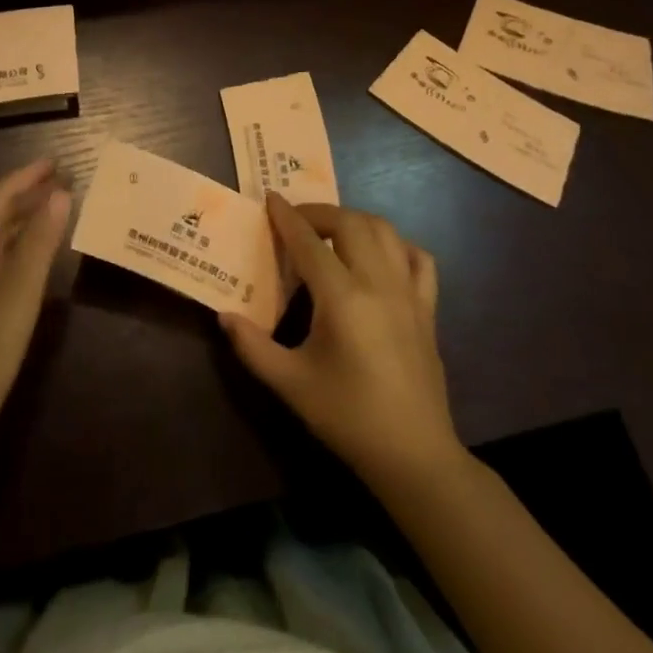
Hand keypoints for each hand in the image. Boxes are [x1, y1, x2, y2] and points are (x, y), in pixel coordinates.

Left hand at [0, 159, 71, 454]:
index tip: (58, 161)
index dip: (27, 177)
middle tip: (65, 181)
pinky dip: (18, 245)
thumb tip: (61, 195)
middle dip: (28, 194)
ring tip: (57, 206)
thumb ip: (39, 242)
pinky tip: (36, 251)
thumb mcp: (18, 293)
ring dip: (23, 219)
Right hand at [220, 196, 459, 487]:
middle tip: (295, 221)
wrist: (413, 454)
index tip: (270, 198)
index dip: (287, 217)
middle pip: (351, 223)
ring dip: (355, 221)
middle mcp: (379, 283)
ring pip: (386, 232)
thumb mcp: (290, 384)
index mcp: (342, 298)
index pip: (309, 242)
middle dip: (320, 212)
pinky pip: (418, 259)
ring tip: (331, 232)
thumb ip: (252, 346)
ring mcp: (409, 294)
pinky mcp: (428, 309)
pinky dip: (397, 245)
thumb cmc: (347, 417)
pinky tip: (380, 256)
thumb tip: (224, 315)